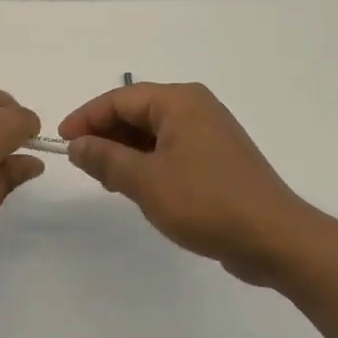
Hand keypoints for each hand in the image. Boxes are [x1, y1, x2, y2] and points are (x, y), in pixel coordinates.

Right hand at [59, 82, 314, 286]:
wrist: (276, 239)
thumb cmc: (206, 202)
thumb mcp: (145, 181)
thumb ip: (105, 159)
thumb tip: (77, 145)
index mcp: (180, 102)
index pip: (120, 98)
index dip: (86, 118)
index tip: (62, 142)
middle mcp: (196, 108)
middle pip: (137, 111)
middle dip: (106, 135)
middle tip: (82, 163)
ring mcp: (210, 133)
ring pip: (154, 132)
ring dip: (125, 151)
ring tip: (106, 180)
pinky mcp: (218, 159)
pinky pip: (172, 149)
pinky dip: (148, 163)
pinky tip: (137, 187)